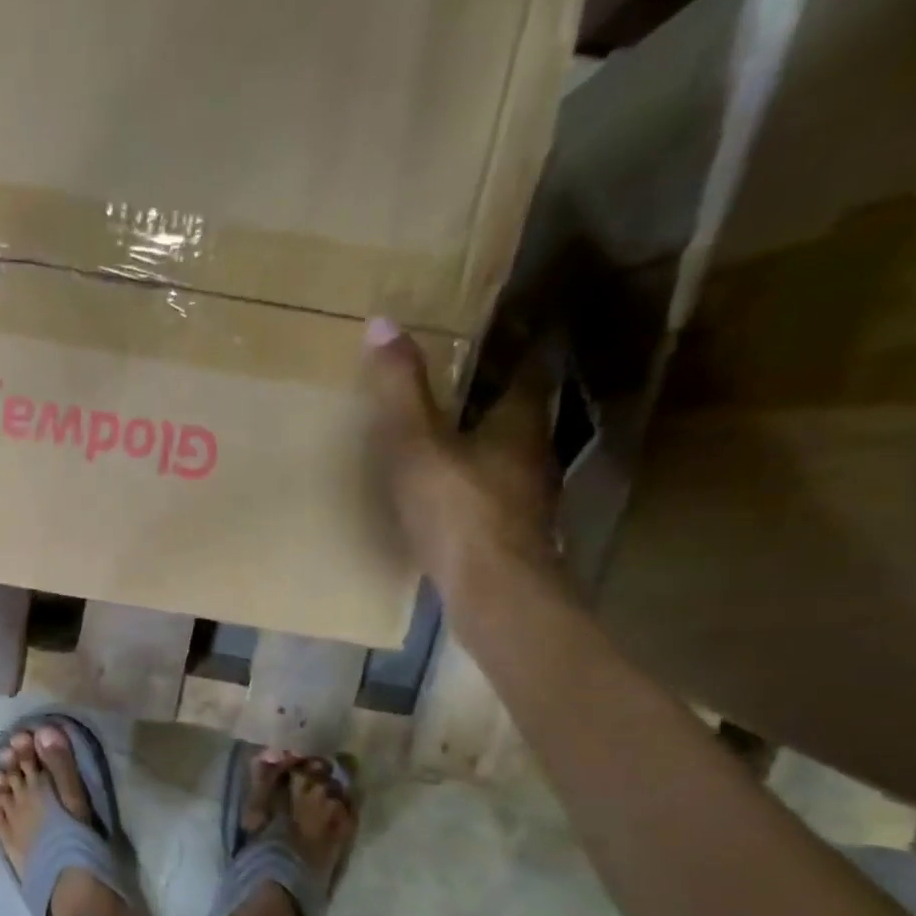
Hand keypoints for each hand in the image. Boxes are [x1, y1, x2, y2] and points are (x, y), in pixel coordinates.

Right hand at [363, 319, 559, 596]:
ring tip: (451, 431)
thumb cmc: (458, 511)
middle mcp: (533, 454)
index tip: (504, 324)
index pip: (530, 368)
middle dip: (496, 393)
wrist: (493, 592)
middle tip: (462, 376)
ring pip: (509, 454)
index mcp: (518, 423)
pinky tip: (451, 491)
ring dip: (486, 440)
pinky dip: (477, 480)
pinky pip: (494, 491)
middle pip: (520, 412)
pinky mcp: (512, 534)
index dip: (520, 344)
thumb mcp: (417, 445)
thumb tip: (382, 322)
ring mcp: (527, 498)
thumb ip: (400, 391)